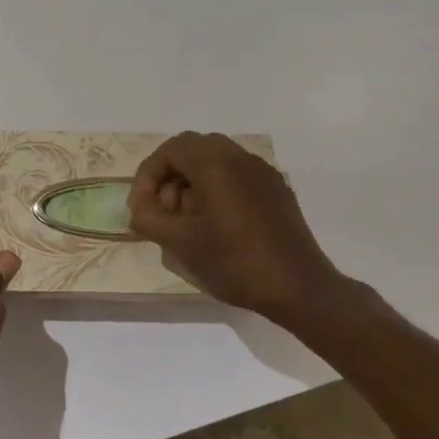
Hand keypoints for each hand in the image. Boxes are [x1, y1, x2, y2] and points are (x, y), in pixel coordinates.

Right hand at [129, 132, 361, 322]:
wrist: (300, 288)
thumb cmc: (235, 263)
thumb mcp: (181, 244)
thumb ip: (149, 220)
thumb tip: (139, 210)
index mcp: (215, 164)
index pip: (170, 150)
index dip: (148, 176)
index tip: (142, 209)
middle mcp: (240, 157)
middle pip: (192, 149)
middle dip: (170, 176)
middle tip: (164, 211)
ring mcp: (263, 172)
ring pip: (215, 160)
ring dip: (192, 182)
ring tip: (188, 221)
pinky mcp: (277, 190)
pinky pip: (237, 175)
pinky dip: (216, 188)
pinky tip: (216, 225)